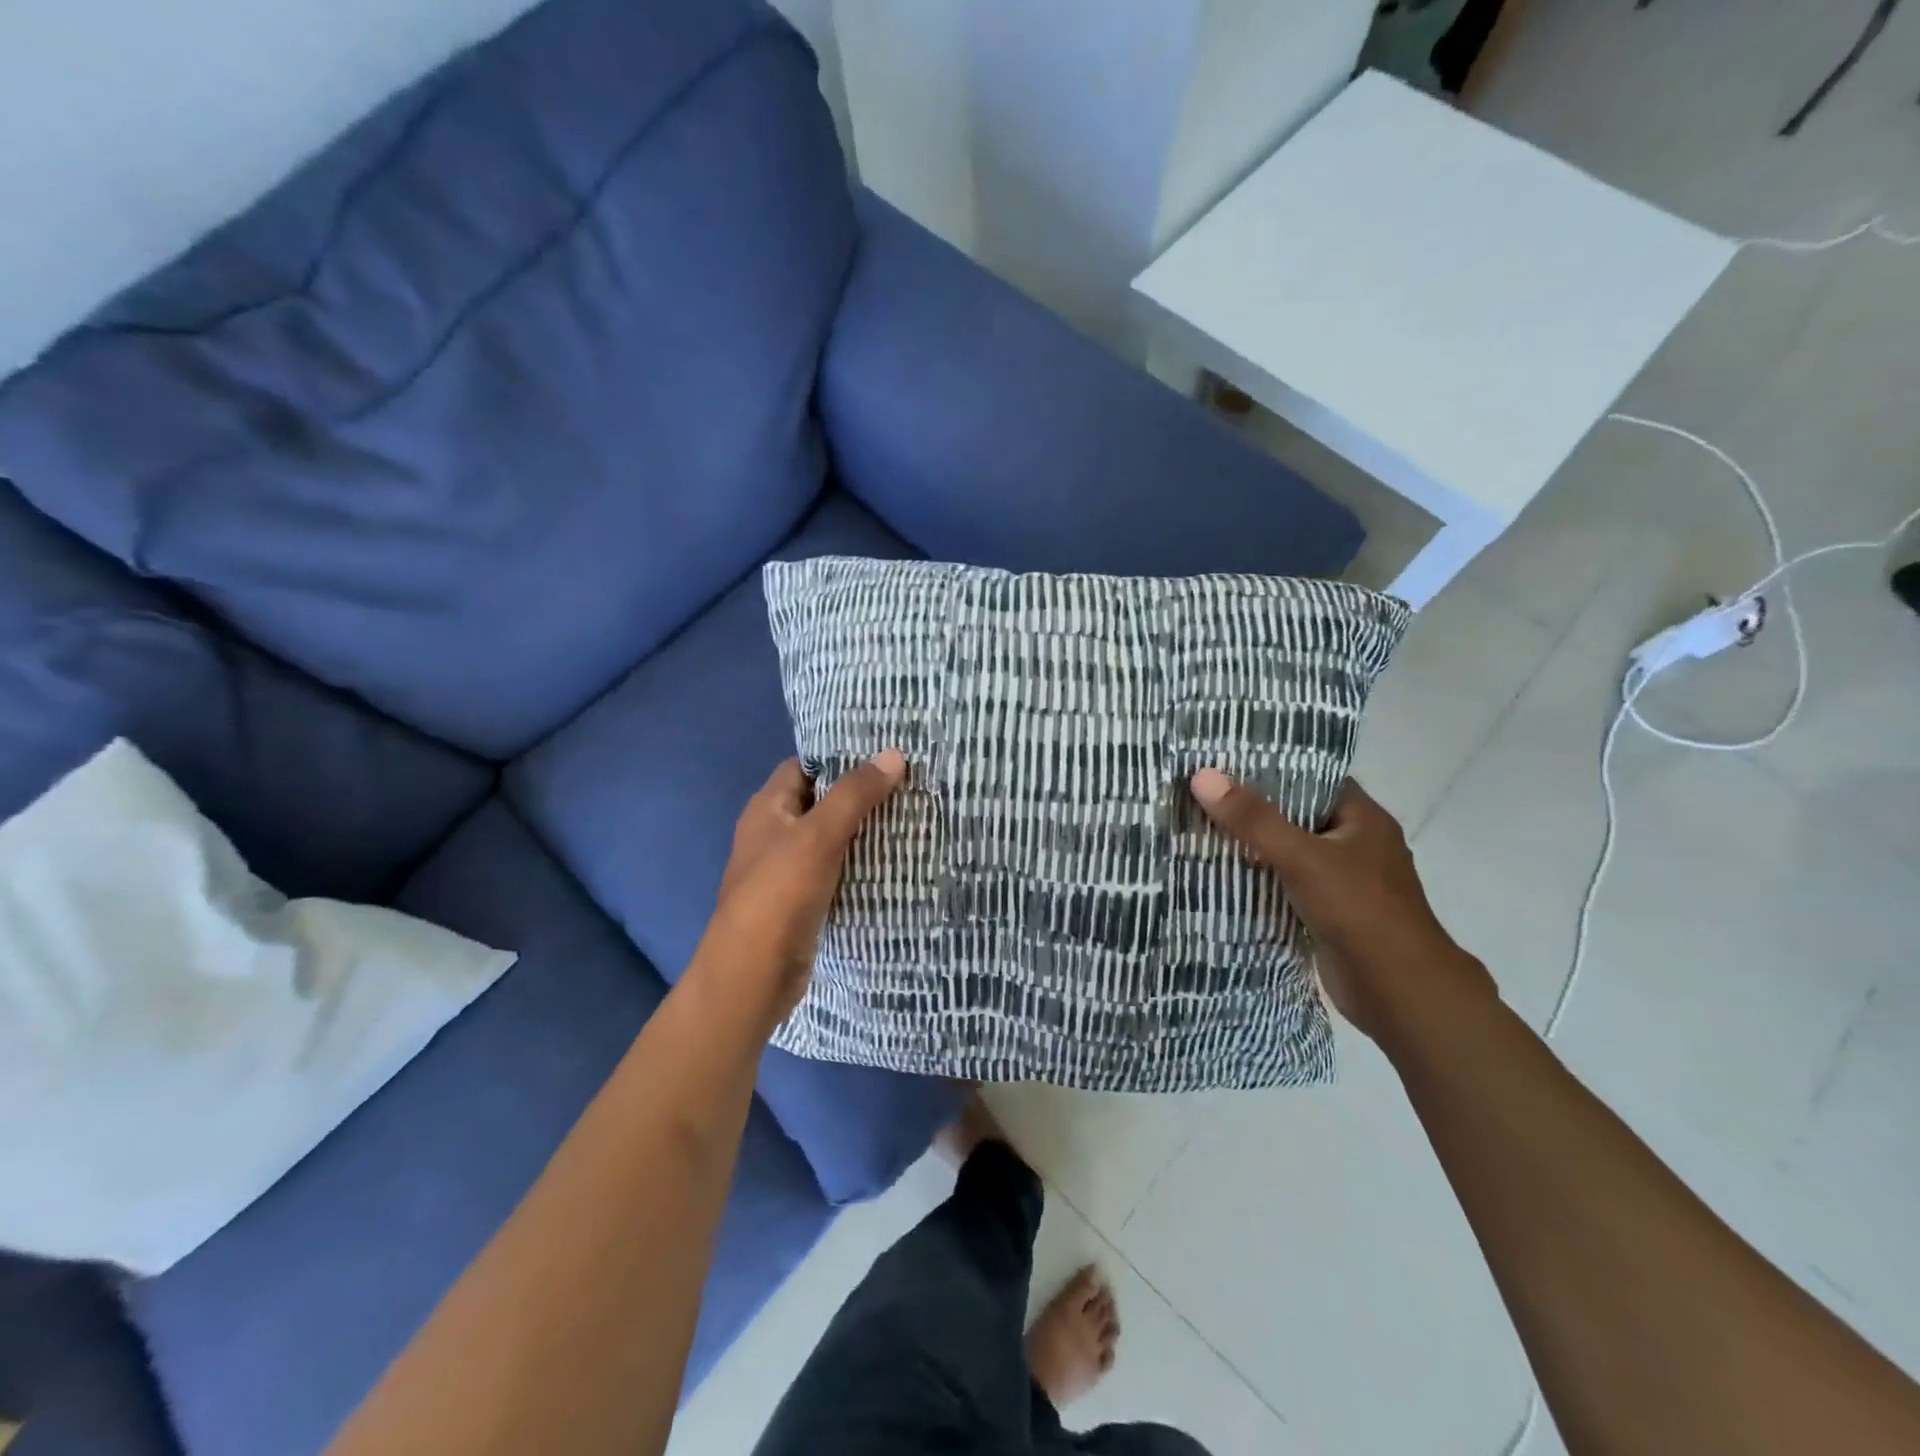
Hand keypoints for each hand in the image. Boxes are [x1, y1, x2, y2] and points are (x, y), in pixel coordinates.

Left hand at [695, 752, 906, 1027]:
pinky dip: (858, 862)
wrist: (751, 976)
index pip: (805, 766)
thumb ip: (855, 795)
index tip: (884, 752)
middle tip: (908, 782)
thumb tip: (893, 754)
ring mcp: (786, 869)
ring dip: (862, 829)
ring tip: (910, 815)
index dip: (840, 756)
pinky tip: (892, 860)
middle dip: (860, 793)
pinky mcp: (801, 901)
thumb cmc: (779, 895)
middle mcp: (773, 833)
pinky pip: (834, 870)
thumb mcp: (818, 836)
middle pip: (820, 801)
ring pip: (830, 838)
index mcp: (767, 808)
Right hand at [1188, 771, 1494, 1039]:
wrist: (1397, 991)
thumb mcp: (1301, 856)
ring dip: (1253, 847)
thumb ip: (1253, 819)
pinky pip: (1288, 885)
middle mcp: (1356, 844)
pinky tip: (1221, 874)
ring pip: (1290, 853)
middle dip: (1253, 809)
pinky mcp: (1329, 913)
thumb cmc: (1358, 909)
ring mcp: (1344, 881)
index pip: (1314, 778)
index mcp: (1363, 819)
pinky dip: (1260, 880)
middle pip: (1297, 816)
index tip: (1226, 761)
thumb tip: (1202, 776)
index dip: (1273, 768)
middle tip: (1203, 793)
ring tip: (1201, 828)